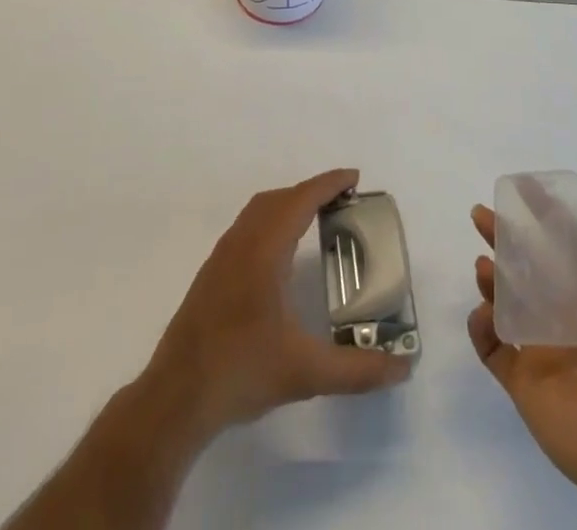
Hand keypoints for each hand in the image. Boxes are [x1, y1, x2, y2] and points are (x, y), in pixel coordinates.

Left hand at [143, 168, 410, 443]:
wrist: (175, 398)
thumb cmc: (240, 371)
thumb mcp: (305, 373)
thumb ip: (356, 369)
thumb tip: (402, 369)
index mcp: (264, 250)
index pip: (300, 200)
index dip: (328, 184)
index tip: (354, 178)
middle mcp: (241, 243)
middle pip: (278, 199)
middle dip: (310, 191)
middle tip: (341, 201)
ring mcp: (221, 258)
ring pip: (258, 211)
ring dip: (287, 204)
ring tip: (314, 219)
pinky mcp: (210, 276)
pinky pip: (246, 228)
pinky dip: (270, 221)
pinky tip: (279, 255)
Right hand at [467, 201, 576, 529]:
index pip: (558, 247)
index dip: (538, 220)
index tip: (517, 194)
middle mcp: (562, 315)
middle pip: (523, 267)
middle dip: (501, 239)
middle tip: (480, 216)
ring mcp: (538, 346)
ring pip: (503, 302)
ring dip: (489, 279)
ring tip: (484, 267)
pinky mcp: (519, 377)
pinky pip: (490, 346)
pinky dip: (480, 326)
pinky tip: (485, 312)